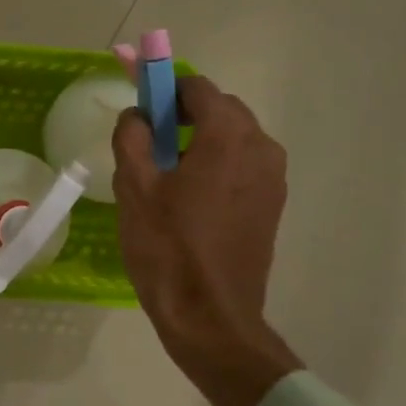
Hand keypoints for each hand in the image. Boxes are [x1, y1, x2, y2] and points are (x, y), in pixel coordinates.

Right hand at [113, 75, 302, 405]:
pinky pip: (243, 167)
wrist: (210, 317)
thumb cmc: (167, 248)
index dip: (164, 89)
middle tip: (148, 141)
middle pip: (221, 110)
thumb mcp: (134, 187)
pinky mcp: (273, 205)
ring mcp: (273, 178)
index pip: (197, 88)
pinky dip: (218, 165)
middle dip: (184, 115)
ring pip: (234, 139)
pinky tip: (189, 197)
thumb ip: (131, 137)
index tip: (140, 108)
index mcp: (228, 135)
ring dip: (201, 140)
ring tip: (166, 173)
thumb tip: (137, 116)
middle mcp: (261, 147)